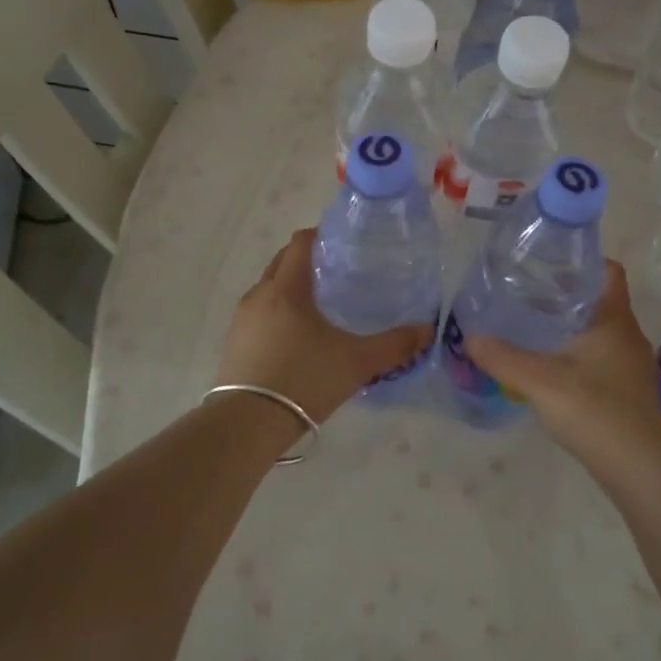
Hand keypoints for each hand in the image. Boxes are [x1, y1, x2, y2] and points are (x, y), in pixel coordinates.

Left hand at [215, 228, 434, 423]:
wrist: (248, 424)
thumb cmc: (304, 379)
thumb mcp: (357, 362)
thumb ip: (394, 345)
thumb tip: (427, 330)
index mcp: (287, 288)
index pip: (300, 243)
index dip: (321, 235)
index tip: (344, 243)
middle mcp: (259, 295)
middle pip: (282, 262)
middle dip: (306, 261)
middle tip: (338, 273)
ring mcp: (242, 320)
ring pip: (269, 290)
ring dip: (290, 289)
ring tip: (321, 306)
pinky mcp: (234, 344)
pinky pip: (259, 315)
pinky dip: (278, 314)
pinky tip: (298, 338)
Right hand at [466, 262, 660, 470]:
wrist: (639, 468)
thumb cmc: (595, 411)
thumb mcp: (541, 381)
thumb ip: (503, 358)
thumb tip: (470, 338)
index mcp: (614, 320)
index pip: (609, 272)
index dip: (584, 261)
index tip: (550, 262)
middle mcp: (628, 336)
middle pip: (600, 300)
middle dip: (567, 294)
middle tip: (529, 293)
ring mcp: (631, 365)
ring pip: (600, 330)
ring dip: (572, 325)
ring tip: (535, 327)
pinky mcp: (628, 390)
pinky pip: (602, 356)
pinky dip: (579, 352)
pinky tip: (553, 366)